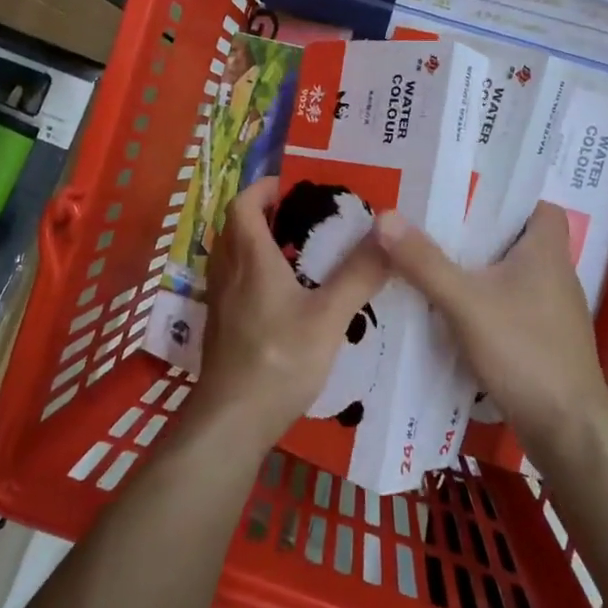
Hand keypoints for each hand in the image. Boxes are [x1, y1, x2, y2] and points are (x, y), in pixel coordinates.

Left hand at [196, 177, 388, 449]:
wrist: (231, 421)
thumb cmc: (279, 361)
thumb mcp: (328, 317)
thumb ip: (358, 275)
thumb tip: (387, 229)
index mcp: (250, 259)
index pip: (242, 204)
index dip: (262, 188)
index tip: (291, 186)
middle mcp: (228, 273)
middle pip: (236, 227)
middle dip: (265, 214)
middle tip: (303, 218)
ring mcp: (220, 302)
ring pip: (233, 256)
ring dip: (257, 244)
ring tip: (298, 254)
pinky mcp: (221, 327)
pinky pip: (234, 283)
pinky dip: (254, 274)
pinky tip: (284, 298)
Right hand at [374, 202, 607, 452]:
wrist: (569, 431)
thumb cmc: (524, 352)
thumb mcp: (465, 303)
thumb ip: (424, 262)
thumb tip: (384, 216)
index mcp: (546, 251)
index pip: (536, 205)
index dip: (505, 197)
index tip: (463, 197)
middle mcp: (555, 274)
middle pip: (515, 238)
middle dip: (476, 232)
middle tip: (430, 227)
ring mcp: (552, 311)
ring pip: (510, 274)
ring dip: (477, 269)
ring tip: (431, 264)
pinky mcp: (544, 340)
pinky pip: (509, 305)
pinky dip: (483, 302)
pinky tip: (450, 312)